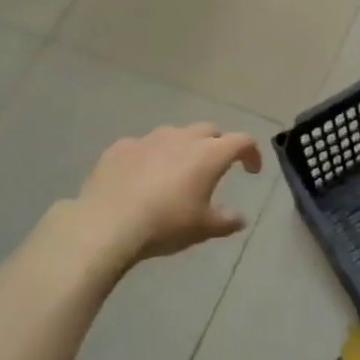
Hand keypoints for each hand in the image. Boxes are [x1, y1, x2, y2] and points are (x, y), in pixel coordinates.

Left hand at [76, 123, 262, 263]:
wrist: (107, 223)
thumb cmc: (165, 224)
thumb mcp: (203, 229)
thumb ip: (226, 221)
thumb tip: (240, 219)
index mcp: (209, 154)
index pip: (242, 141)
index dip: (252, 153)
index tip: (251, 171)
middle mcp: (181, 138)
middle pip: (209, 130)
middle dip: (218, 144)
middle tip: (216, 167)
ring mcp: (149, 139)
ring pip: (175, 134)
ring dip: (183, 147)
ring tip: (178, 172)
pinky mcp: (121, 147)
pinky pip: (143, 146)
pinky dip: (151, 157)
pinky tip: (142, 178)